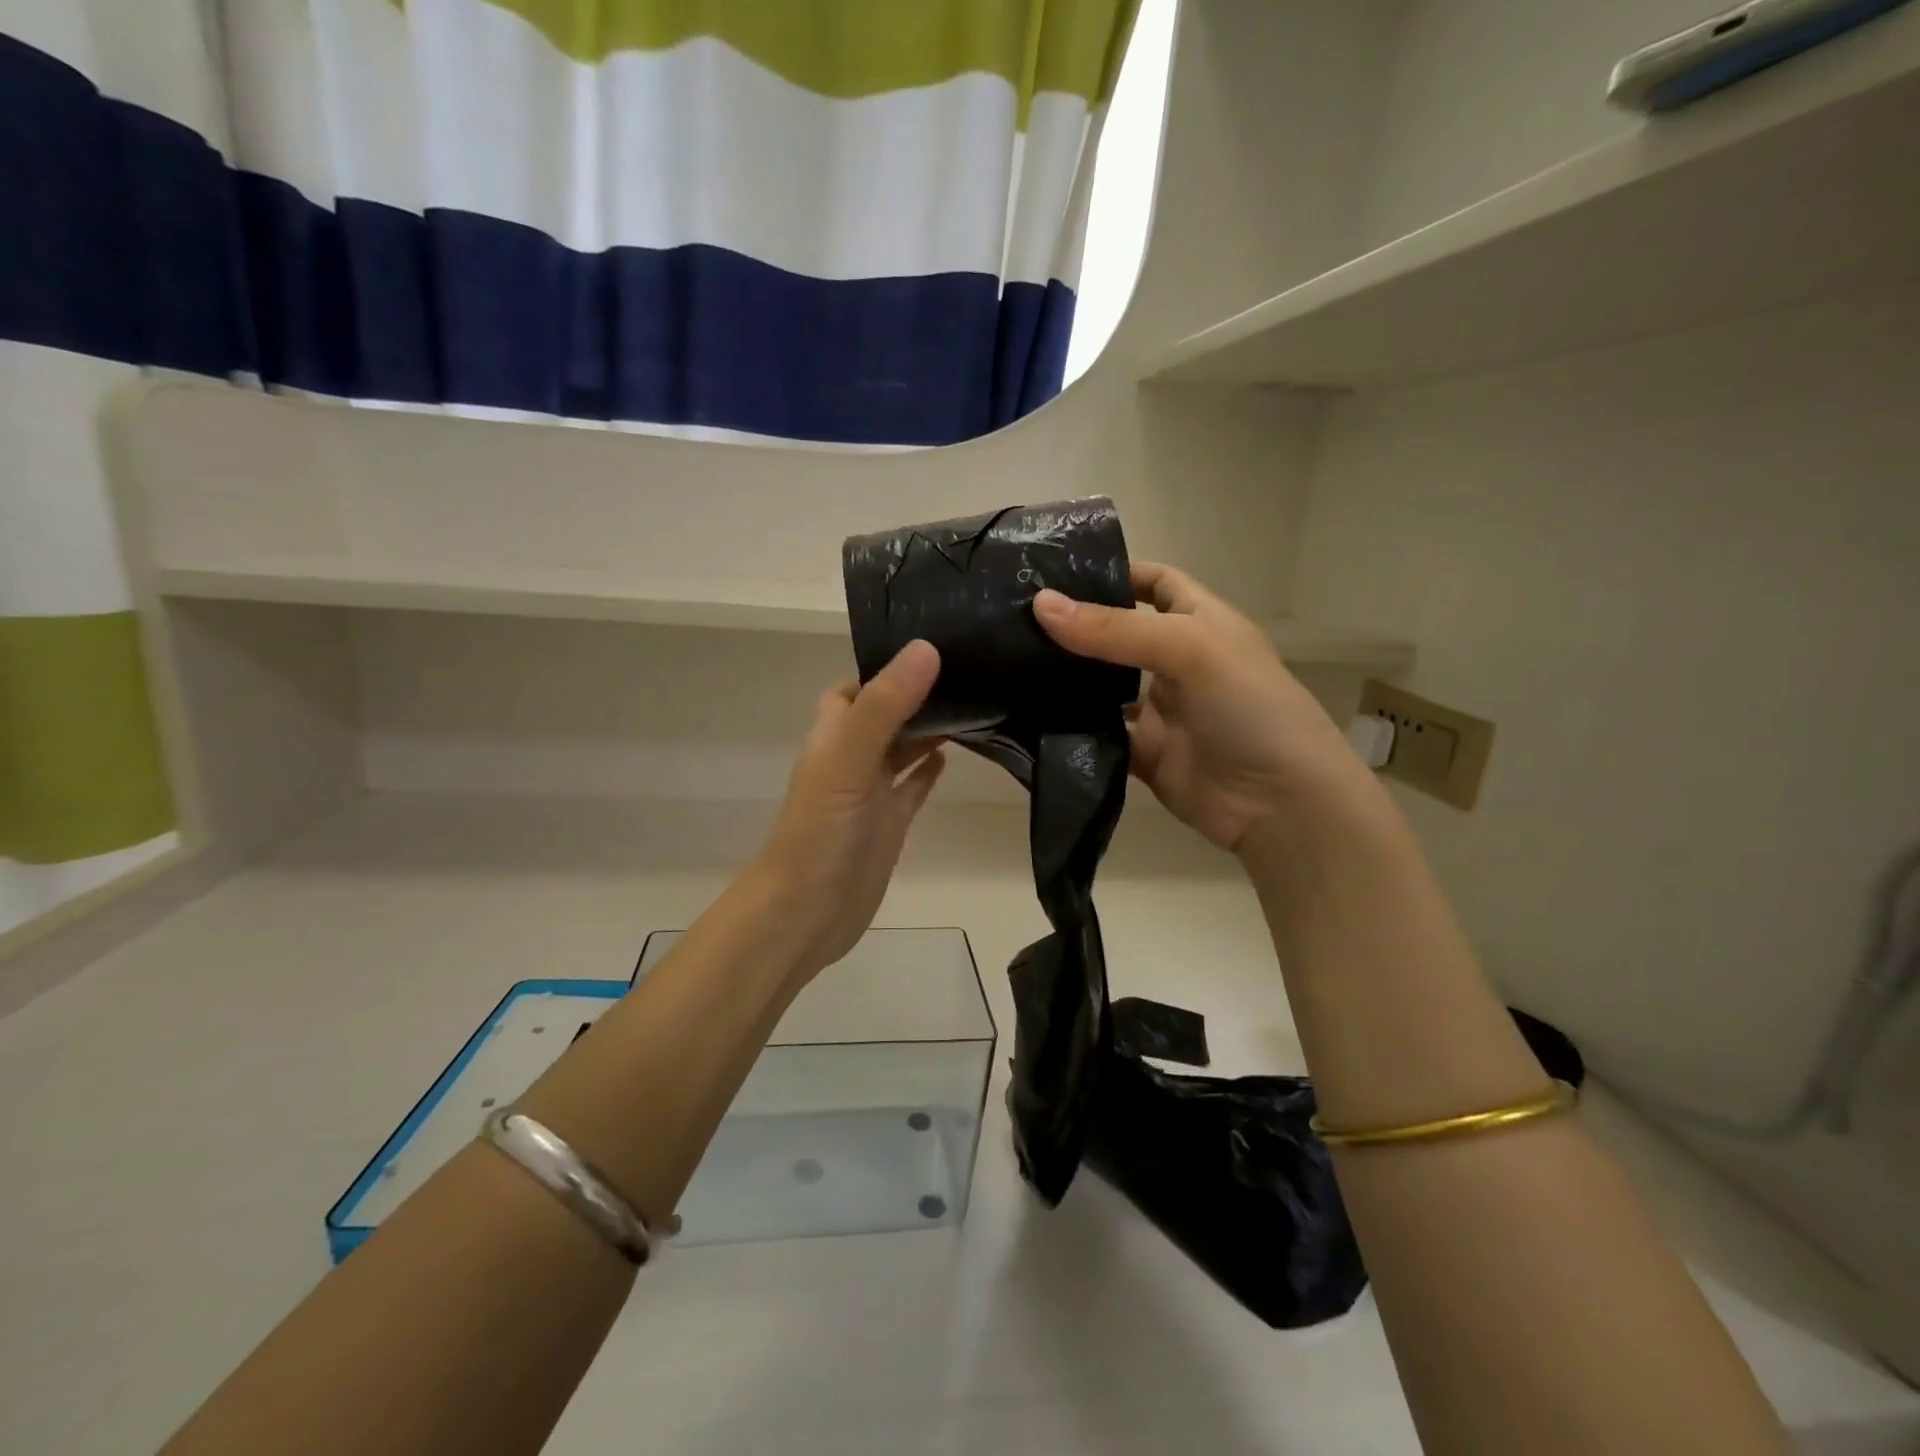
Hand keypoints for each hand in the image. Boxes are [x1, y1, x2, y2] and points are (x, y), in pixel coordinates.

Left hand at [751, 641, 946, 979]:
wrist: (807, 913)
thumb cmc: (820, 832)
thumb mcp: (848, 760)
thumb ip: (885, 707)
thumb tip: (926, 649)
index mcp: (834, 734)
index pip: (857, 684)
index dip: (886, 665)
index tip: (935, 644)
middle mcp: (852, 756)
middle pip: (886, 712)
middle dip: (919, 691)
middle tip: (971, 668)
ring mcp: (871, 791)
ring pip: (903, 746)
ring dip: (930, 727)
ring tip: (976, 700)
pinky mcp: (890, 822)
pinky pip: (912, 786)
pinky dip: (929, 769)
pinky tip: (956, 755)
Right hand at [1032, 564, 1377, 854]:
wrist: (1280, 803)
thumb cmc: (1248, 706)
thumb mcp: (1188, 649)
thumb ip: (1115, 630)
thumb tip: (1041, 605)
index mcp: (1200, 623)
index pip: (1156, 582)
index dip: (1116, 572)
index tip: (1058, 572)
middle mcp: (1177, 662)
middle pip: (1119, 634)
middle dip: (1077, 626)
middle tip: (1015, 618)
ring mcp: (1160, 712)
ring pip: (1104, 687)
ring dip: (1068, 679)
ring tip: (1011, 662)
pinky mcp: (1145, 755)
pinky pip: (1101, 736)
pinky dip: (1073, 730)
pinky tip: (1031, 718)